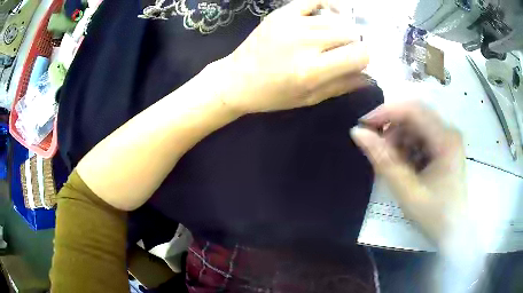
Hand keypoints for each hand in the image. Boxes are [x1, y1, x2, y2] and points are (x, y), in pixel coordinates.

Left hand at [216, 0, 368, 113]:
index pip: (360, 54)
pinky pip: (314, 1)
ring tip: (333, 38)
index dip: (365, 58)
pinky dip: (327, 6)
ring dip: (341, 29)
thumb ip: (342, 85)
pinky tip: (329, 15)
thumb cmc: (273, 95)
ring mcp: (292, 24)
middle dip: (354, 44)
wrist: (236, 80)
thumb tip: (368, 75)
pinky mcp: (281, 14)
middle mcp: (305, 43)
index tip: (358, 61)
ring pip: (336, 19)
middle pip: (350, 33)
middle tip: (344, 51)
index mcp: (312, 70)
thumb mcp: (309, 98)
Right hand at [350, 102, 466, 241]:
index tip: (363, 125)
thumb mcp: (406, 191)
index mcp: (445, 139)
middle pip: (414, 115)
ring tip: (392, 162)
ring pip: (417, 125)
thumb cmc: (434, 215)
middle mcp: (449, 131)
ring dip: (399, 139)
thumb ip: (383, 160)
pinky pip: (422, 137)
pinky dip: (408, 147)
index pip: (412, 110)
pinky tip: (406, 166)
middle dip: (392, 128)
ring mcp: (448, 139)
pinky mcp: (446, 147)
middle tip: (377, 148)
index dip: (385, 113)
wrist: (454, 232)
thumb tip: (357, 133)